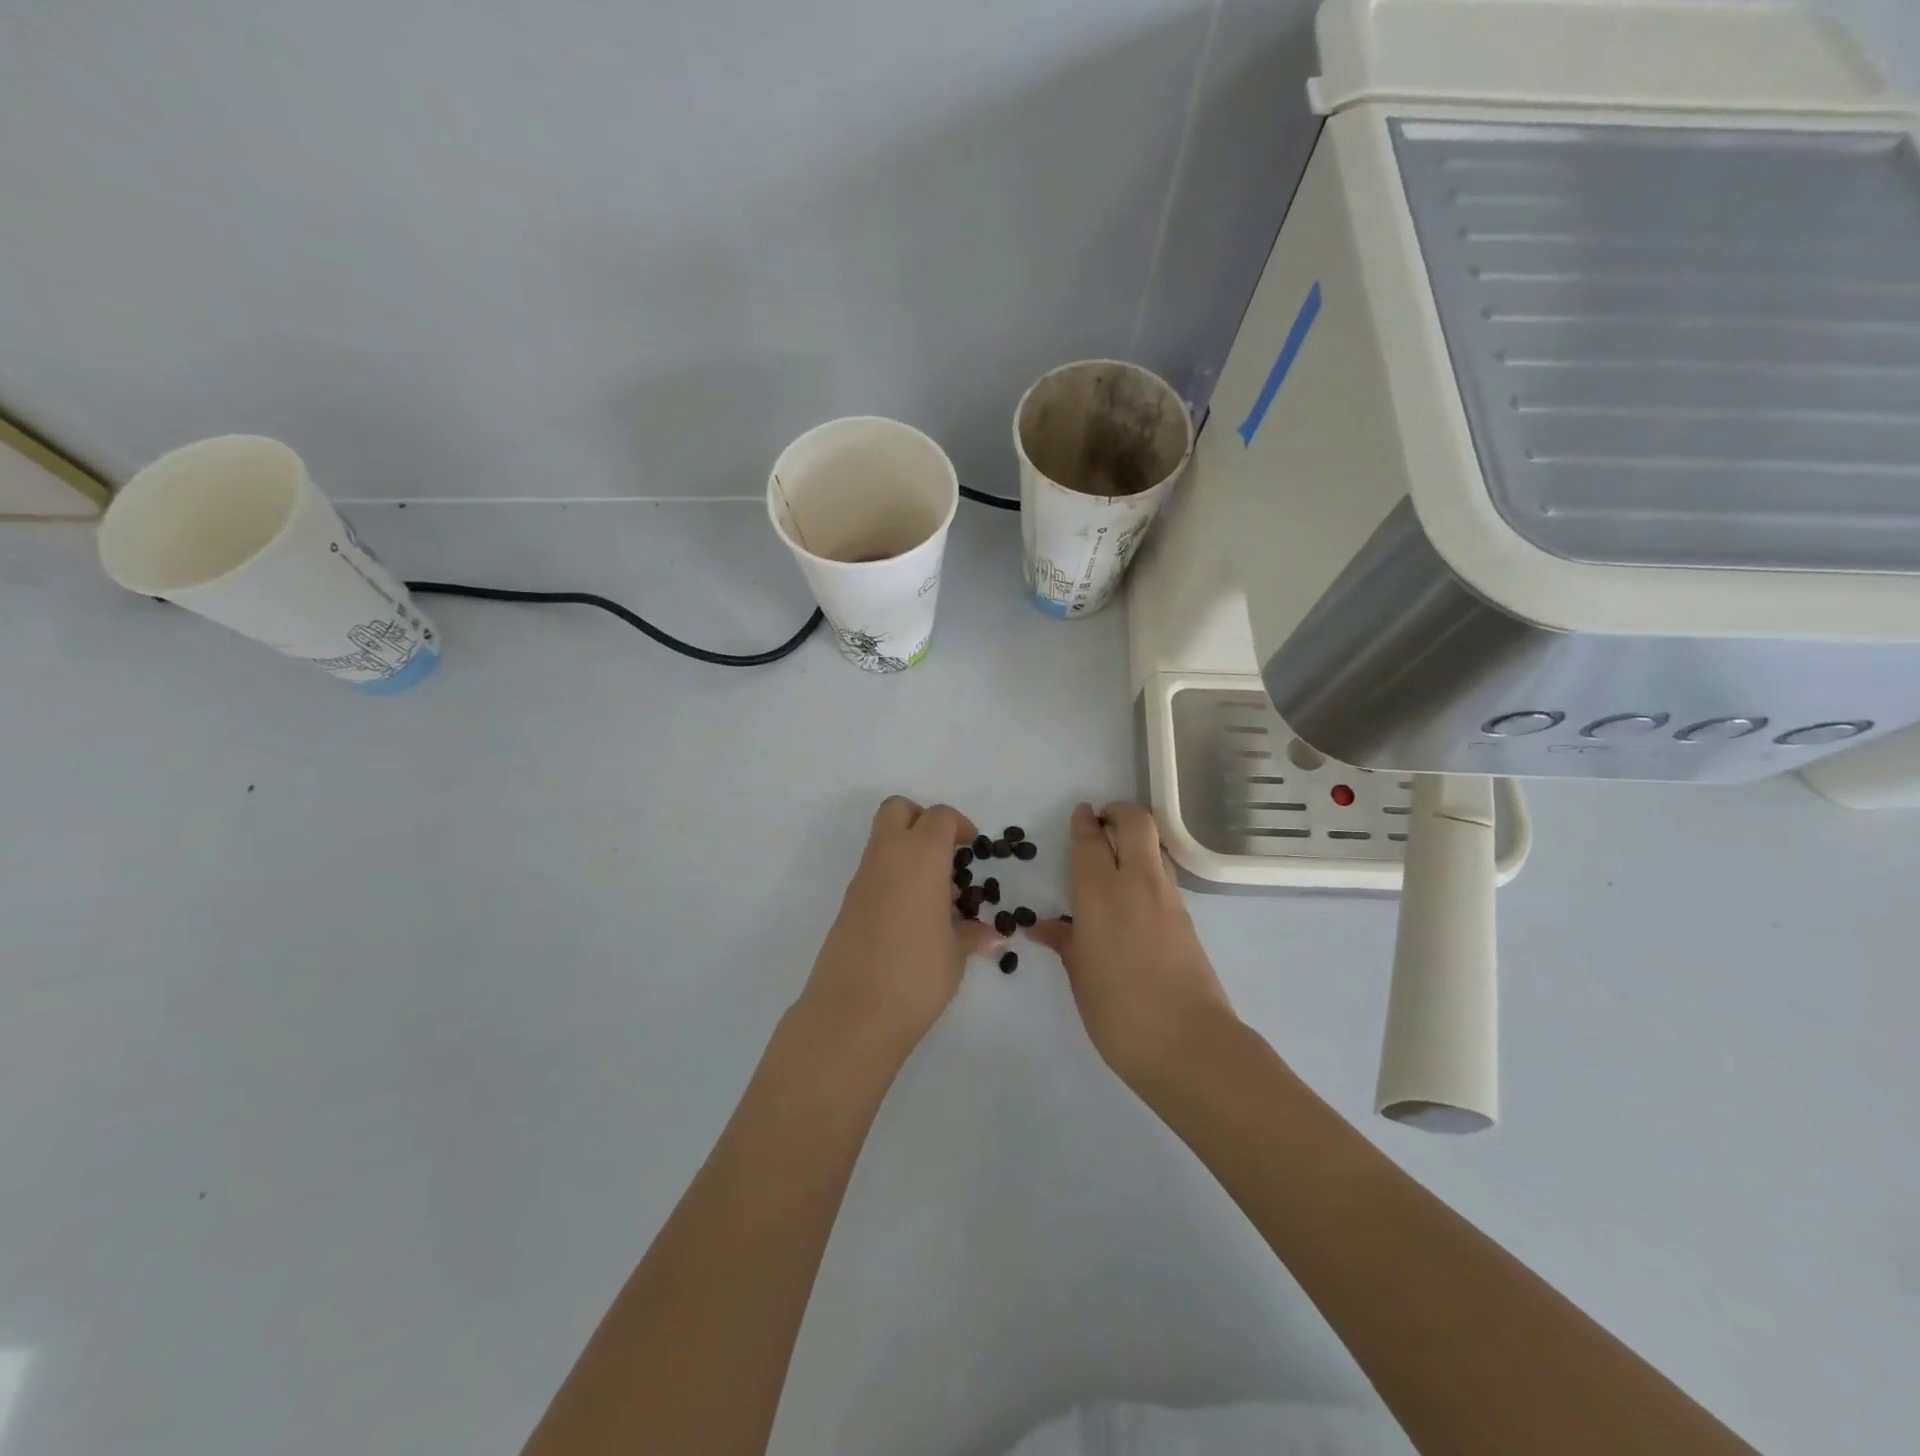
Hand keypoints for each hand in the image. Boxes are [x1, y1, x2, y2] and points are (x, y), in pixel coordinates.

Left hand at [797, 796, 1003, 1058]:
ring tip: (934, 893)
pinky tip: (911, 916)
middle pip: (899, 810)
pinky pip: (874, 871)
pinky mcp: (848, 903)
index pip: (939, 817)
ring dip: (908, 850)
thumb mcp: (955, 954)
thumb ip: (972, 935)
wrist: (853, 1013)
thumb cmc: (916, 975)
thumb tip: (992, 935)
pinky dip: (893, 876)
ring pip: (882, 839)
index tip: (972, 850)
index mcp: (919, 857)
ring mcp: (862, 879)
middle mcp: (887, 857)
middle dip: (923, 820)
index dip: (959, 826)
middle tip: (946, 853)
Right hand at [1030, 802, 1237, 1089]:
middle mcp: (1137, 884)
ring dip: (1137, 838)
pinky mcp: (1187, 918)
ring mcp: (1168, 899)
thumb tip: (1044, 927)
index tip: (1081, 813)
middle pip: (1136, 823)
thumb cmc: (1119, 1010)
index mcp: (1100, 894)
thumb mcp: (1080, 976)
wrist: (1189, 1044)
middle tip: (1103, 822)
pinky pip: (1164, 875)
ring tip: (1117, 855)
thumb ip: (1065, 942)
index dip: (1084, 822)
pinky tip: (1134, 894)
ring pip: (1155, 846)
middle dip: (1120, 812)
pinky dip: (1148, 867)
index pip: (1090, 841)